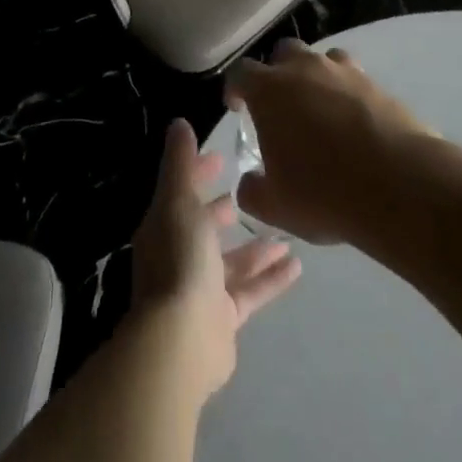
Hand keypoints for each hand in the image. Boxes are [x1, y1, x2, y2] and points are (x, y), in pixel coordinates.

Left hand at [130, 119, 300, 398]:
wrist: (181, 338)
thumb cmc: (180, 259)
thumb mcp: (179, 201)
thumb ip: (180, 163)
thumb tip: (178, 123)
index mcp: (164, 227)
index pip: (182, 192)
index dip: (199, 173)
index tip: (222, 157)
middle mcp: (179, 256)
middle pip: (204, 228)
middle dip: (224, 210)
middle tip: (254, 191)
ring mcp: (201, 289)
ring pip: (232, 262)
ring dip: (256, 247)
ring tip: (286, 231)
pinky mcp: (223, 318)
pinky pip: (251, 292)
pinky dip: (270, 278)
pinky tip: (296, 266)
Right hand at [227, 38, 434, 244]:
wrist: (401, 186)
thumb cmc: (324, 192)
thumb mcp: (274, 206)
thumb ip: (252, 190)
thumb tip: (250, 183)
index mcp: (270, 90)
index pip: (241, 73)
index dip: (235, 88)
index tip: (237, 108)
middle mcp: (305, 69)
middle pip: (284, 53)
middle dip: (277, 73)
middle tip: (280, 105)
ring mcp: (346, 73)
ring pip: (323, 60)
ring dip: (316, 78)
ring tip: (320, 110)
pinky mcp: (380, 86)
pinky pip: (356, 80)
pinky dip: (349, 95)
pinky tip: (354, 124)